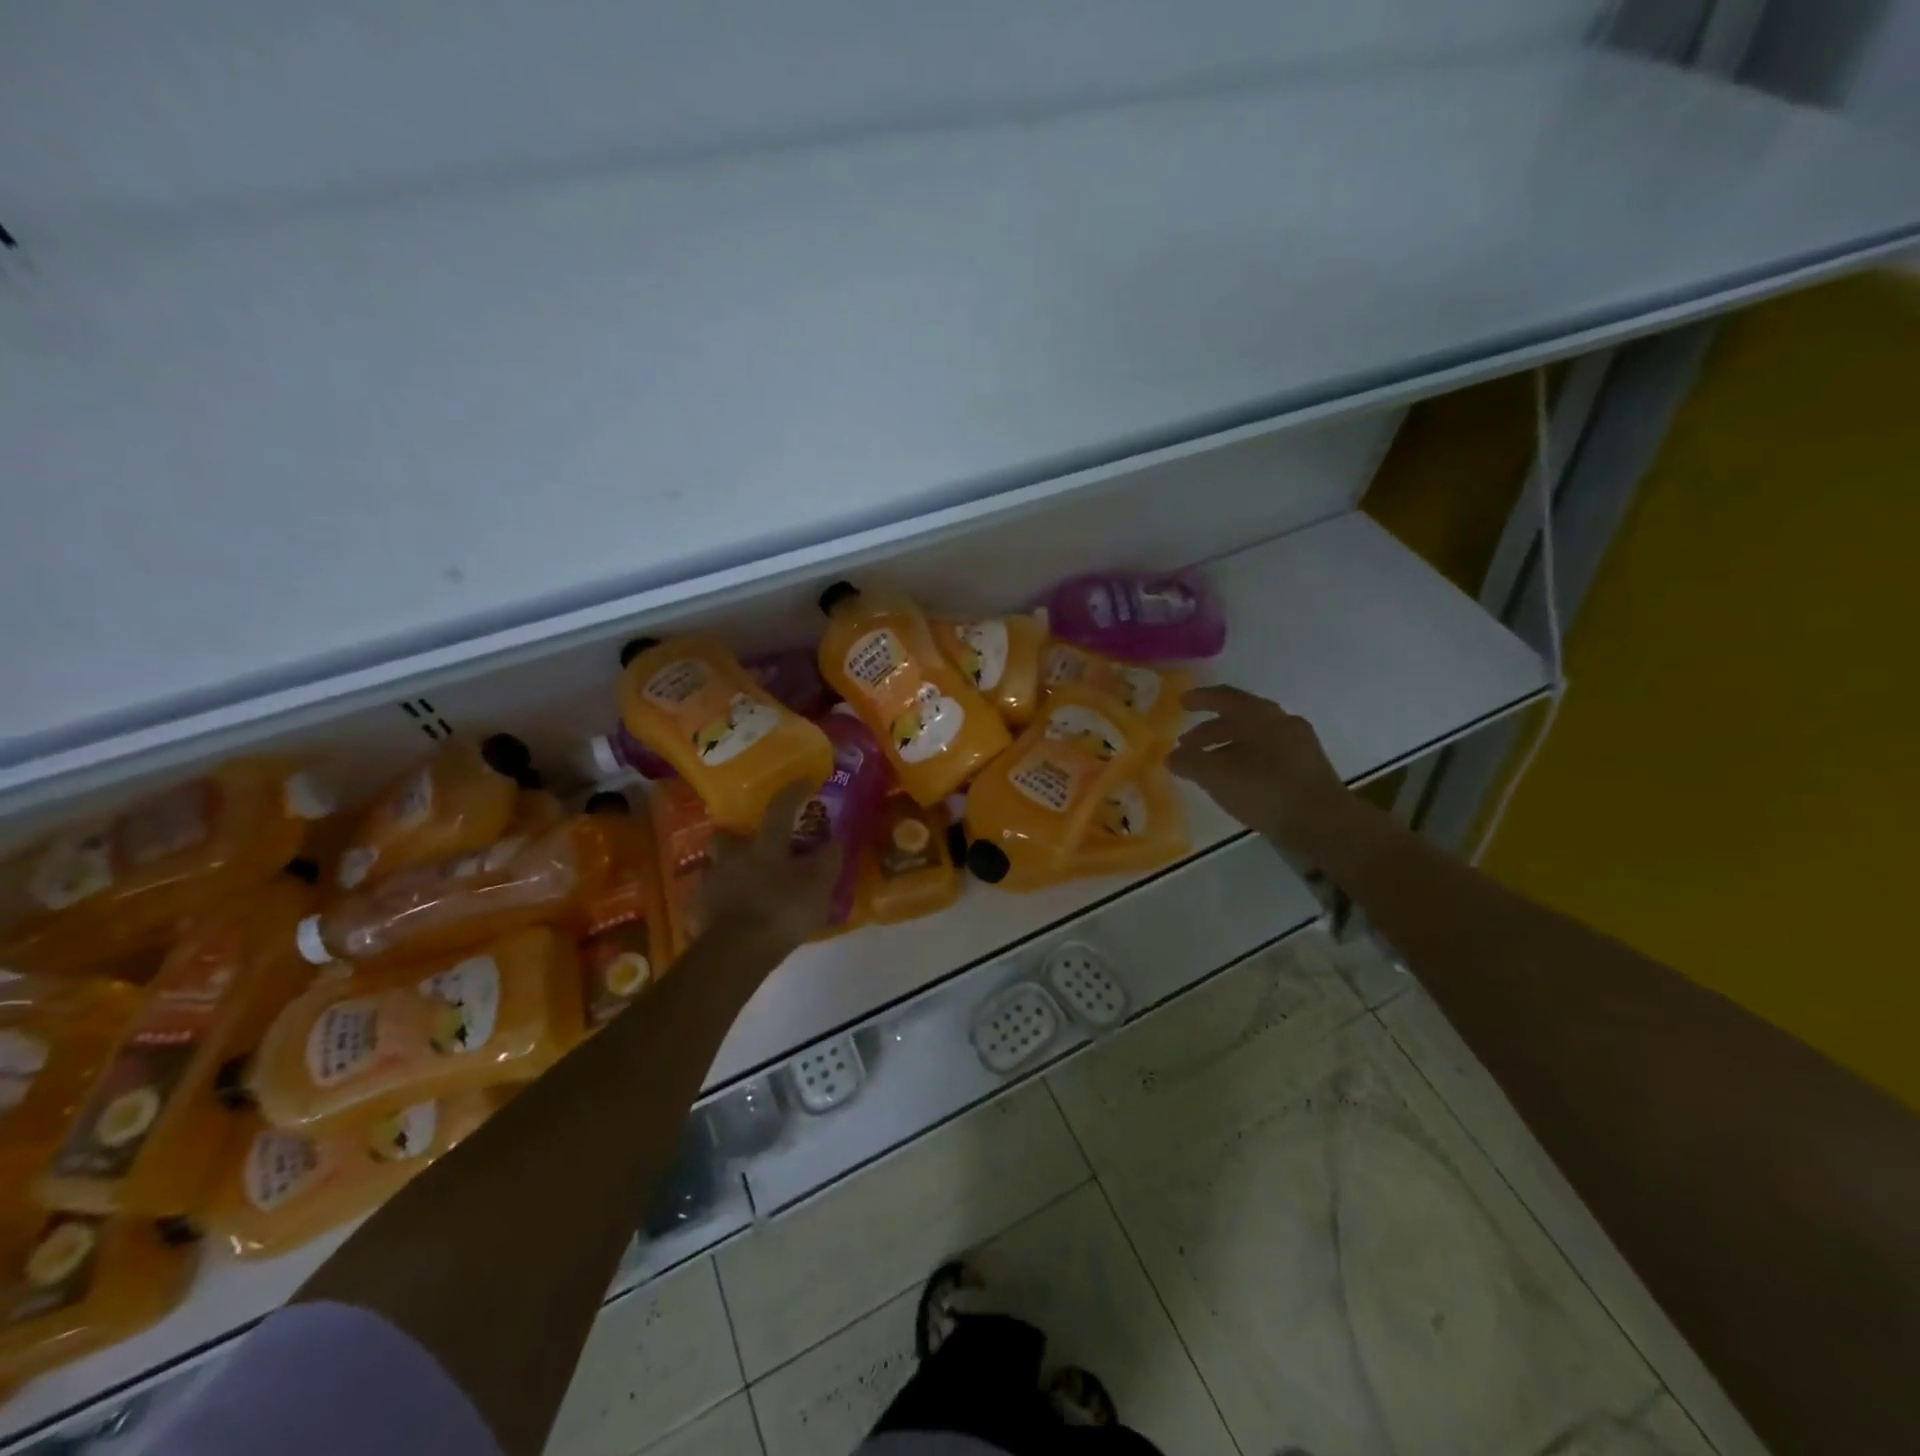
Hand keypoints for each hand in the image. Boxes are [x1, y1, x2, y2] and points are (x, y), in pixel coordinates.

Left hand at [700, 782, 844, 953]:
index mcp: (764, 845)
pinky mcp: (698, 911)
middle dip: (737, 837)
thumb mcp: (819, 887)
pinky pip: (708, 899)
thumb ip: (828, 861)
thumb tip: (835, 841)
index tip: (804, 783)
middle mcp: (732, 857)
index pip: (779, 808)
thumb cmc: (782, 911)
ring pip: (715, 867)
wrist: (737, 953)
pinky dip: (719, 902)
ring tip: (743, 885)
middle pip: (727, 835)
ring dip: (727, 871)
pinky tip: (731, 914)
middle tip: (754, 847)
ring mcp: (710, 884)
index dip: (793, 793)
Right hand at [1170, 686, 1352, 862]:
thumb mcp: (1217, 776)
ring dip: (1227, 746)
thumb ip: (1189, 762)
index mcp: (1260, 715)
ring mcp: (1299, 744)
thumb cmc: (1266, 790)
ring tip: (1207, 766)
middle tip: (1187, 744)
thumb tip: (1171, 756)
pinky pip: (1268, 753)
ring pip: (1255, 737)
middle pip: (1240, 718)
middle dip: (1210, 730)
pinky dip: (1245, 759)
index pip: (1224, 697)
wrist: (1324, 823)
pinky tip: (1236, 780)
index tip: (1181, 703)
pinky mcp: (1308, 767)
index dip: (1200, 699)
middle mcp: (1282, 722)